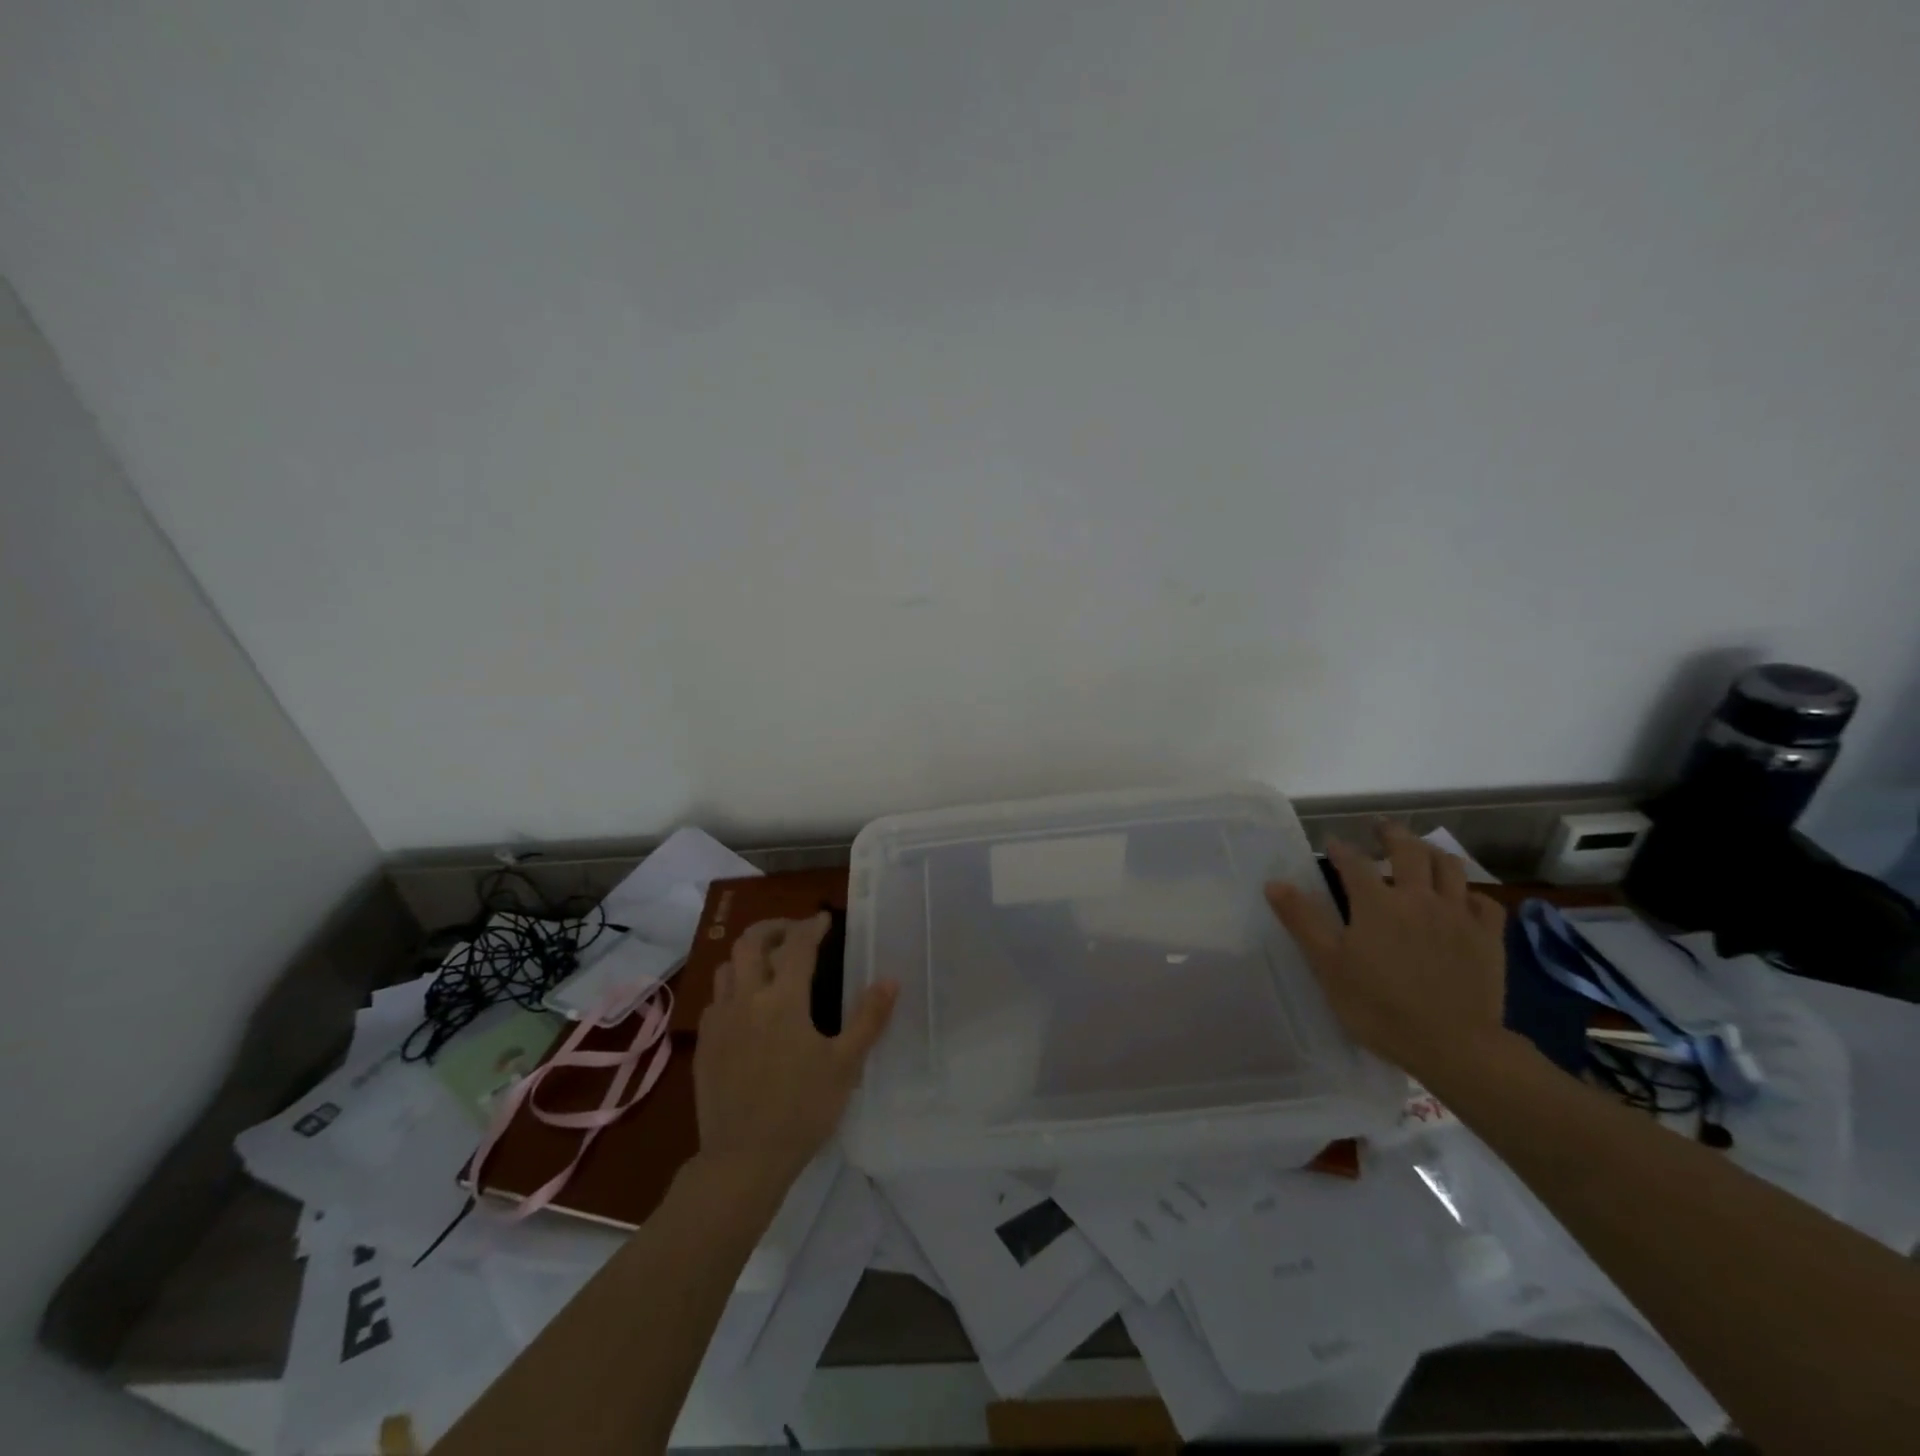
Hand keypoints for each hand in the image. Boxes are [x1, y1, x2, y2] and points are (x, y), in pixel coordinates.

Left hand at [693, 913, 897, 1196]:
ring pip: (727, 967)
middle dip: (773, 927)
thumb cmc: (801, 1110)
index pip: (797, 945)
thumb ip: (869, 1018)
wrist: (742, 1160)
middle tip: (794, 932)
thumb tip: (890, 980)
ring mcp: (719, 1021)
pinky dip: (733, 988)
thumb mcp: (845, 1065)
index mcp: (783, 1000)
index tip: (824, 919)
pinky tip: (747, 1007)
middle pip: (750, 942)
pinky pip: (715, 999)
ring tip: (769, 963)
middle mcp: (746, 999)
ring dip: (749, 955)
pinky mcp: (704, 1044)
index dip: (812, 926)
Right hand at [1265, 824, 1508, 1082]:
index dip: (1341, 849)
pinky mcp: (1488, 938)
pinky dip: (1470, 893)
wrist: (1455, 1046)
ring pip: (1449, 867)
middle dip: (1391, 834)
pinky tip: (1462, 899)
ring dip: (1432, 853)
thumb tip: (1275, 882)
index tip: (1332, 844)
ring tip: (1421, 852)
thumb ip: (1302, 920)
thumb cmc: (1379, 1007)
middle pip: (1408, 850)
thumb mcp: (1328, 965)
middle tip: (1380, 828)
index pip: (1354, 862)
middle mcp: (1418, 898)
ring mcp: (1458, 915)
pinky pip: (1484, 902)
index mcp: (1376, 903)